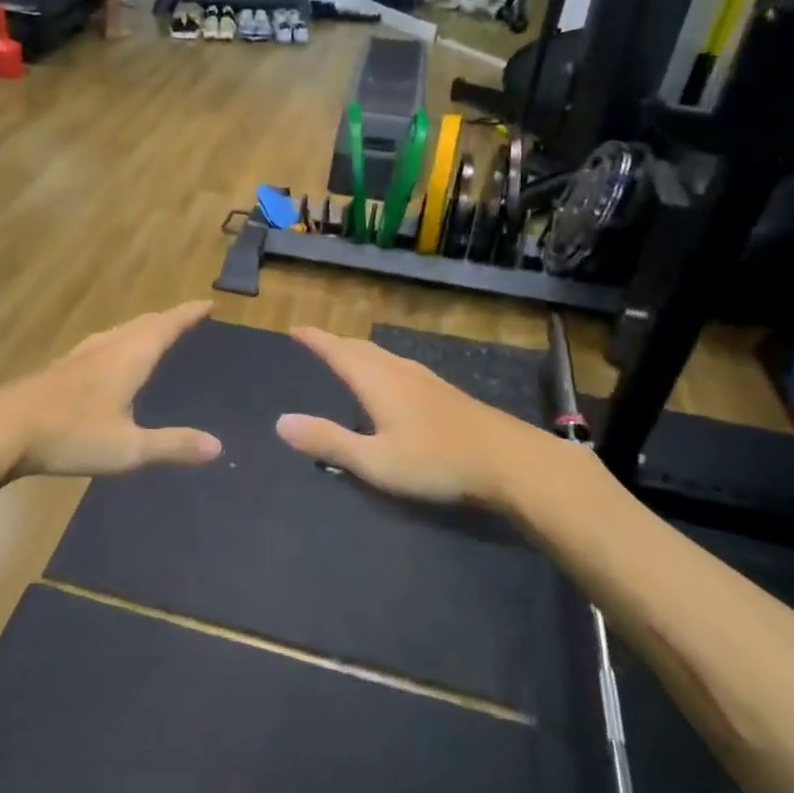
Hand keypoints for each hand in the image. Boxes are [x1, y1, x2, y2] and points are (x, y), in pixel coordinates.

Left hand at [0, 301, 222, 477]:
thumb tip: (217, 446)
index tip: (207, 304)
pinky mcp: (59, 370)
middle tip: (185, 318)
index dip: (187, 315)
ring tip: (151, 333)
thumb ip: (173, 445)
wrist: (4, 430)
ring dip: (140, 328)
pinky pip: (100, 344)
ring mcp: (78, 356)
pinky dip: (118, 342)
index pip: (165, 327)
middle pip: (141, 324)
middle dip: (166, 319)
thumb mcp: (129, 448)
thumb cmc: (72, 435)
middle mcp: (105, 348)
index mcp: (128, 359)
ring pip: (117, 332)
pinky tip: (106, 358)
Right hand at [274, 326, 579, 507]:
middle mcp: (400, 372)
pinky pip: (400, 367)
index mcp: (378, 381)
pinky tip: (391, 383)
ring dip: (360, 353)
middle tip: (316, 342)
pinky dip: (381, 365)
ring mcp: (428, 380)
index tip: (295, 329)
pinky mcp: (446, 394)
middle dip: (336, 343)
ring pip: (384, 356)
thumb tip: (280, 422)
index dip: (316, 340)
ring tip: (347, 358)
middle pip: (362, 348)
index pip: (338, 351)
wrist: (512, 462)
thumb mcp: (375, 460)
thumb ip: (328, 442)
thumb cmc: (437, 461)